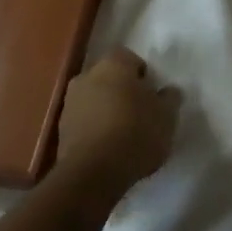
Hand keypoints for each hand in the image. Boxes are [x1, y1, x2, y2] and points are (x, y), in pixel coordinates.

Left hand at [55, 47, 179, 195]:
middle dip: (123, 91)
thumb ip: (170, 98)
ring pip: (94, 99)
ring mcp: (70, 102)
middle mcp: (87, 76)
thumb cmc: (136, 133)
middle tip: (141, 113)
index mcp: (114, 64)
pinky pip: (84, 121)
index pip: (130, 58)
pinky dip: (95, 129)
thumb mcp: (167, 116)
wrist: (93, 172)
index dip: (143, 75)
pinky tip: (109, 148)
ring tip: (124, 134)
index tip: (153, 95)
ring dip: (107, 110)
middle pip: (109, 78)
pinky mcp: (61, 129)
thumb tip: (169, 91)